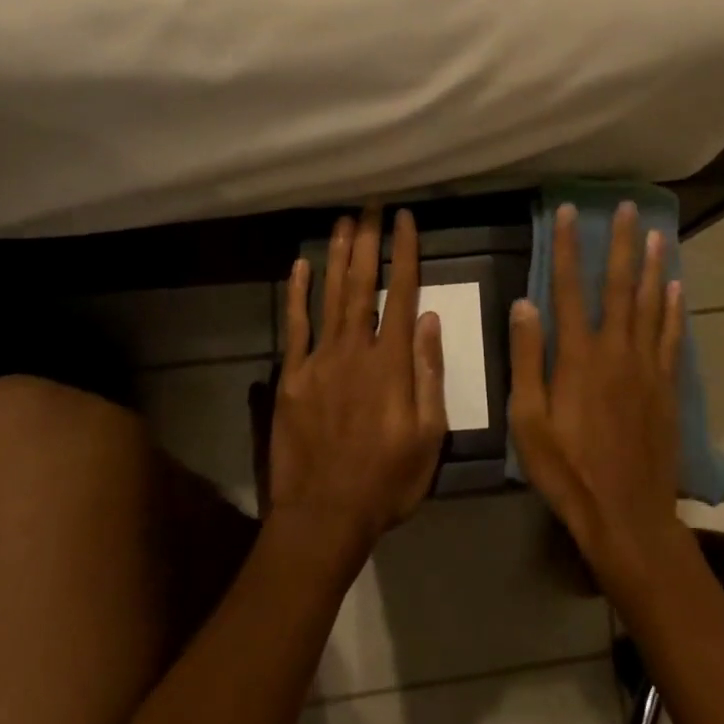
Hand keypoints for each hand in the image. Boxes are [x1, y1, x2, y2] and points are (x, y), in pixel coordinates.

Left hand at [269, 206, 447, 561]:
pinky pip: (295, 328)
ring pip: (330, 296)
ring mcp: (319, 361)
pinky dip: (297, 295)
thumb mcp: (429, 436)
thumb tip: (431, 320)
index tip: (405, 220)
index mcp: (392, 363)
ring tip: (342, 222)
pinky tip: (299, 267)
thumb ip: (429, 374)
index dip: (405, 253)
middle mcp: (355, 350)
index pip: (402, 294)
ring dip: (337, 256)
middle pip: (363, 285)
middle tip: (370, 206)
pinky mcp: (291, 378)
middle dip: (368, 242)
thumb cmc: (387, 481)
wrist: (324, 516)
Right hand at [509, 202, 686, 593]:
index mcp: (578, 356)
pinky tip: (676, 288)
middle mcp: (616, 350)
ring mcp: (647, 367)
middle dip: (621, 243)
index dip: (566, 247)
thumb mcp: (528, 420)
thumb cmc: (567, 470)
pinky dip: (674, 309)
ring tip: (657, 233)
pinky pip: (672, 337)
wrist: (627, 514)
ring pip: (651, 304)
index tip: (568, 213)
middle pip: (619, 286)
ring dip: (653, 266)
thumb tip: (524, 304)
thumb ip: (527, 360)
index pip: (568, 288)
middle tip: (628, 208)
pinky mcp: (667, 386)